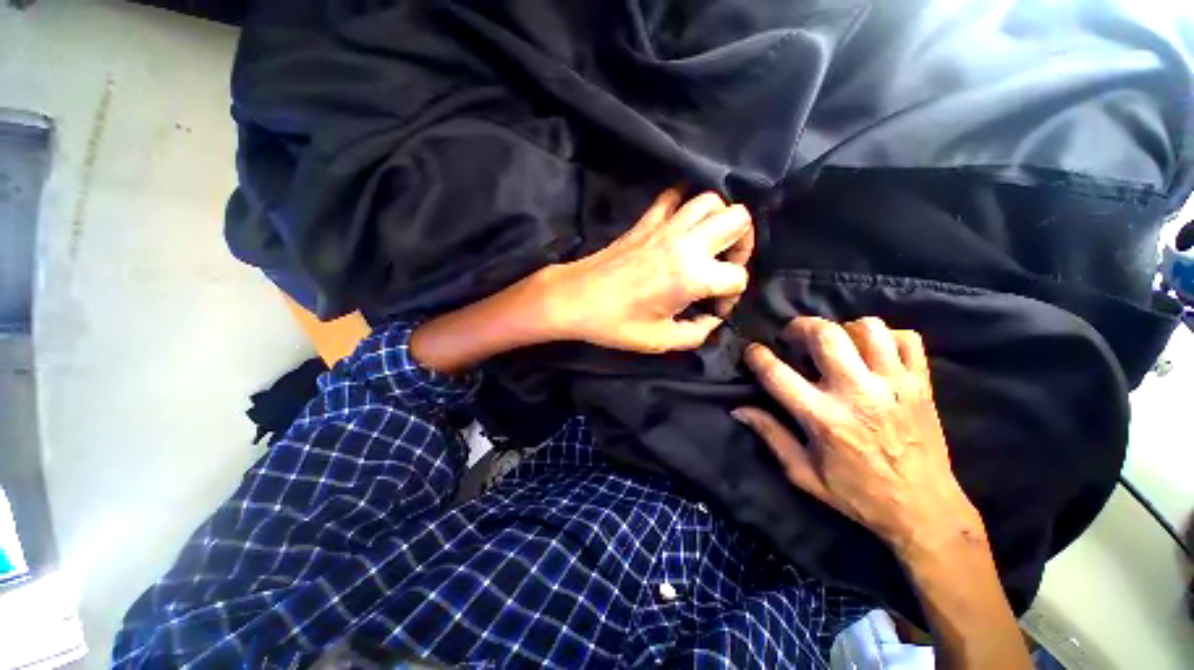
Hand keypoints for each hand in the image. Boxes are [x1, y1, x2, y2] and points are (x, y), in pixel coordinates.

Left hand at [547, 188, 753, 352]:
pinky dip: (684, 203)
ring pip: (710, 199)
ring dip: (719, 218)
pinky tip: (682, 224)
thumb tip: (712, 320)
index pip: (737, 276)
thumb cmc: (615, 323)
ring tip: (710, 242)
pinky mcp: (645, 221)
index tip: (714, 308)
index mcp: (692, 276)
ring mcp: (664, 227)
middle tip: (726, 264)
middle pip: (738, 219)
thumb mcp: (660, 340)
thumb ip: (696, 334)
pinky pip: (672, 196)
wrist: (574, 299)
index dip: (733, 296)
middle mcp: (685, 243)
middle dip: (743, 243)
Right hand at [734, 317, 982, 555]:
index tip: (753, 351)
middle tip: (793, 336)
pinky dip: (886, 336)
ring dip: (843, 328)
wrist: (924, 509)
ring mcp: (894, 385)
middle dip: (800, 326)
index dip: (757, 355)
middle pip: (825, 335)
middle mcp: (858, 393)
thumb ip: (770, 435)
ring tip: (835, 342)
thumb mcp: (803, 473)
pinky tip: (872, 350)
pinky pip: (907, 339)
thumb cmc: (857, 494)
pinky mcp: (921, 384)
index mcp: (823, 418)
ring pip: (867, 328)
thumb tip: (738, 408)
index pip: (777, 373)